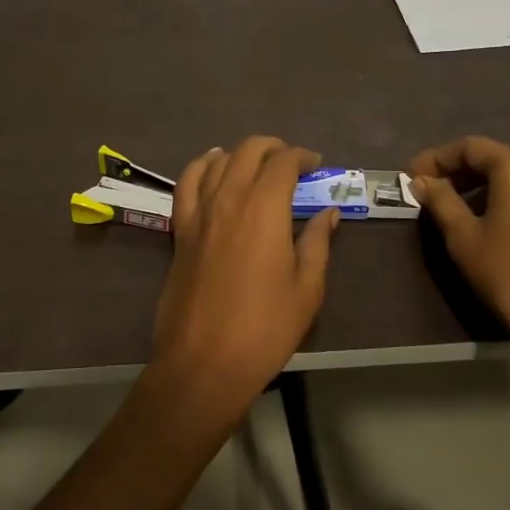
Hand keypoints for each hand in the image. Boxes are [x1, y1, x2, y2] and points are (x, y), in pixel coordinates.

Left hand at [152, 136, 338, 413]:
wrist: (204, 361)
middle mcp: (229, 198)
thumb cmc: (265, 327)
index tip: (316, 166)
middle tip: (292, 164)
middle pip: (249, 151)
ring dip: (241, 154)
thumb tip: (329, 212)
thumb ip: (318, 242)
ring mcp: (199, 212)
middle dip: (274, 148)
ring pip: (217, 161)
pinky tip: (212, 167)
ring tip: (257, 165)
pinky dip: (201, 166)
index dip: (302, 157)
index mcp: (264, 208)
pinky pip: (186, 183)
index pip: (283, 162)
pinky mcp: (181, 229)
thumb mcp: (307, 288)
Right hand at [409, 136, 509, 366]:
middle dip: (458, 172)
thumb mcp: (464, 237)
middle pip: (494, 159)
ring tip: (453, 209)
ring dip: (480, 188)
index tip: (412, 176)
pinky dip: (504, 200)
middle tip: (428, 191)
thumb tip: (423, 181)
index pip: (470, 147)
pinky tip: (487, 224)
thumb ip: (441, 201)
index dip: (436, 158)